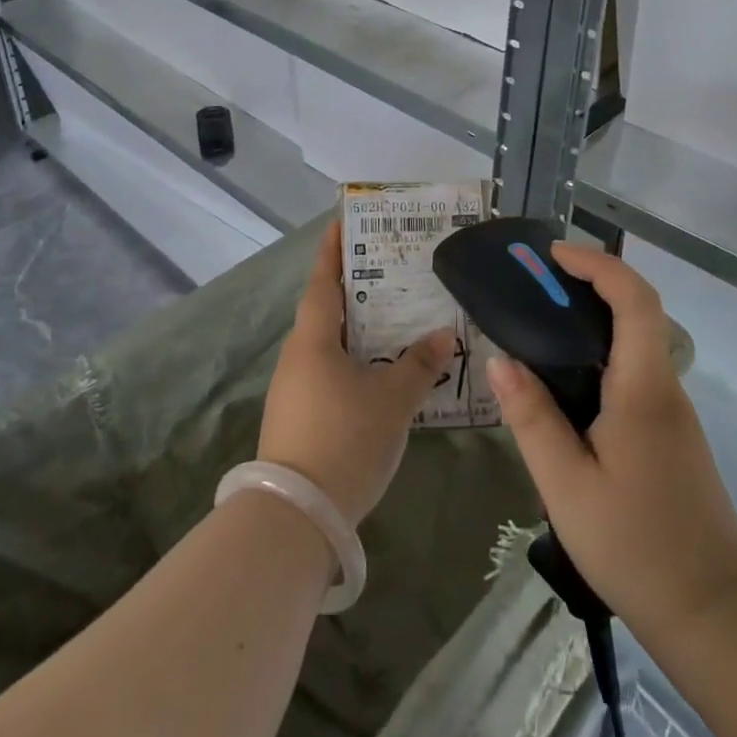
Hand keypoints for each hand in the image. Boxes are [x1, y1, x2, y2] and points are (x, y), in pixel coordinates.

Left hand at [258, 222, 456, 526]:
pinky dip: (354, 361)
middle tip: (390, 269)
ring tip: (394, 318)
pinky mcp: (298, 417)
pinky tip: (381, 372)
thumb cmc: (345, 438)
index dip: (333, 249)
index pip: (322, 280)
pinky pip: (329, 372)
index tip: (344, 220)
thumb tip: (443, 335)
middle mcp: (297, 356)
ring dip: (356, 329)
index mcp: (313, 339)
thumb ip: (419, 364)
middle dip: (355, 288)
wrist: (296, 516)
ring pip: (329, 344)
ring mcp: (294, 389)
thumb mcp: (392, 400)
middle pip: (326, 310)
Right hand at [487, 244, 736, 647]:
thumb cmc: (636, 545)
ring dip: (593, 318)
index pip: (634, 299)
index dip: (598, 264)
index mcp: (643, 388)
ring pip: (636, 342)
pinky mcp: (669, 434)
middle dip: (589, 283)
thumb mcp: (566, 484)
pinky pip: (633, 371)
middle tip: (535, 285)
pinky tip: (565, 382)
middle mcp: (664, 387)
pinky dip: (600, 353)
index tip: (553, 255)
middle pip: (637, 311)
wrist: (716, 611)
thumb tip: (500, 360)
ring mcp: (672, 411)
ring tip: (539, 326)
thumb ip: (532, 418)